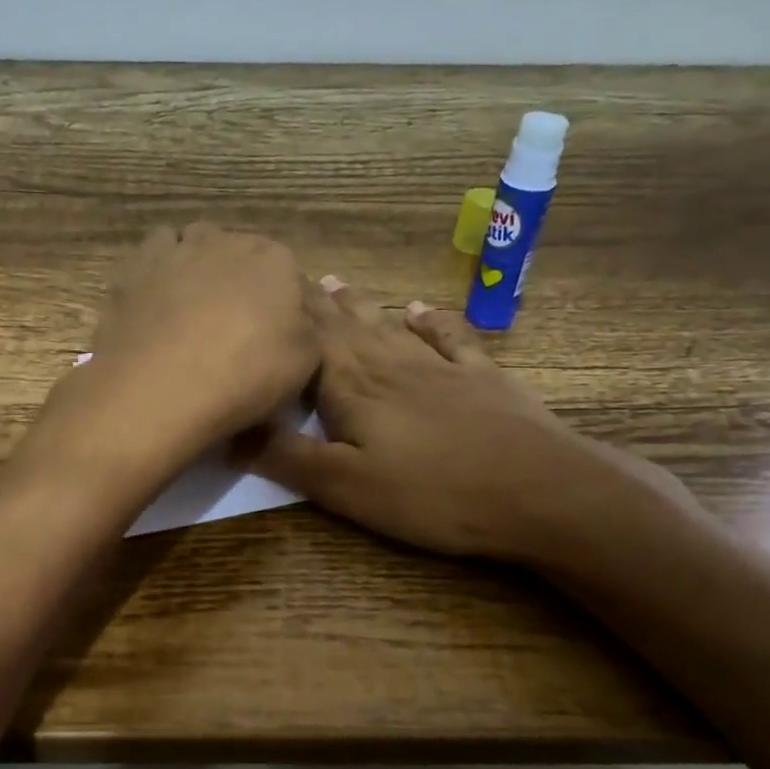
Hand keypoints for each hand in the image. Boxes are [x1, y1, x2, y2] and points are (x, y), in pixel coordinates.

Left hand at [42, 224, 318, 473]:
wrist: (164, 386)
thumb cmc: (247, 374)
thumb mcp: (307, 362)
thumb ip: (309, 328)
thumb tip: (299, 316)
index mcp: (276, 260)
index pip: (291, 275)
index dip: (286, 307)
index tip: (277, 337)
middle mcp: (228, 240)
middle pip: (242, 256)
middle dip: (243, 283)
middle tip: (236, 328)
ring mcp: (178, 249)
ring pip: (196, 245)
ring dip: (200, 268)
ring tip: (195, 310)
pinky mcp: (136, 267)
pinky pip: (155, 256)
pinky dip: (161, 271)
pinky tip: (160, 302)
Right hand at [250, 278, 667, 561]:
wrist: (537, 489)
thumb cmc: (431, 493)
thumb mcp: (343, 486)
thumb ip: (286, 456)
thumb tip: (231, 428)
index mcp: (352, 386)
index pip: (308, 338)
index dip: (285, 314)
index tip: (261, 286)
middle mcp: (390, 363)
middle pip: (345, 325)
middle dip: (314, 302)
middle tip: (291, 274)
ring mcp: (439, 366)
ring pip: (387, 326)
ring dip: (359, 305)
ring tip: (335, 283)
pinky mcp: (480, 378)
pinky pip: (447, 337)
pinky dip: (429, 320)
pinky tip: (416, 309)